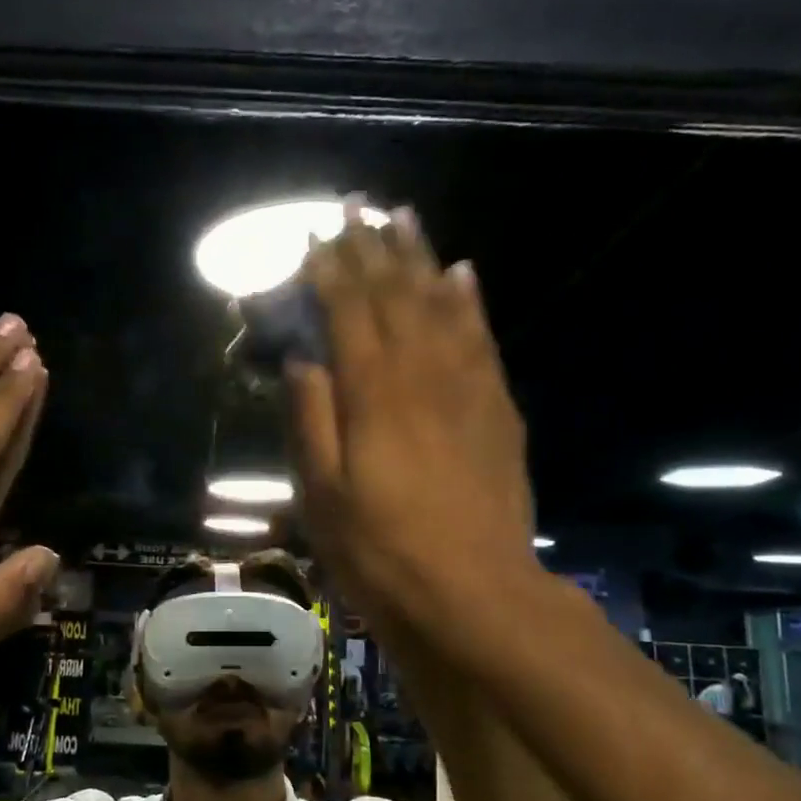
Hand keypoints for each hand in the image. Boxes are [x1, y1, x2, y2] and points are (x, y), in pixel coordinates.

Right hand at [285, 203, 545, 659]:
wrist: (474, 595)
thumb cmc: (380, 551)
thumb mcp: (321, 494)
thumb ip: (310, 418)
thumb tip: (302, 358)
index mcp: (373, 393)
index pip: (347, 311)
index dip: (329, 269)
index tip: (314, 234)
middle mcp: (422, 373)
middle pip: (395, 295)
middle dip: (372, 247)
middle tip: (356, 205)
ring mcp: (468, 387)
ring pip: (442, 304)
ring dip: (420, 257)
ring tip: (404, 217)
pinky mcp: (498, 409)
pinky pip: (482, 338)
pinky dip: (469, 300)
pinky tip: (463, 274)